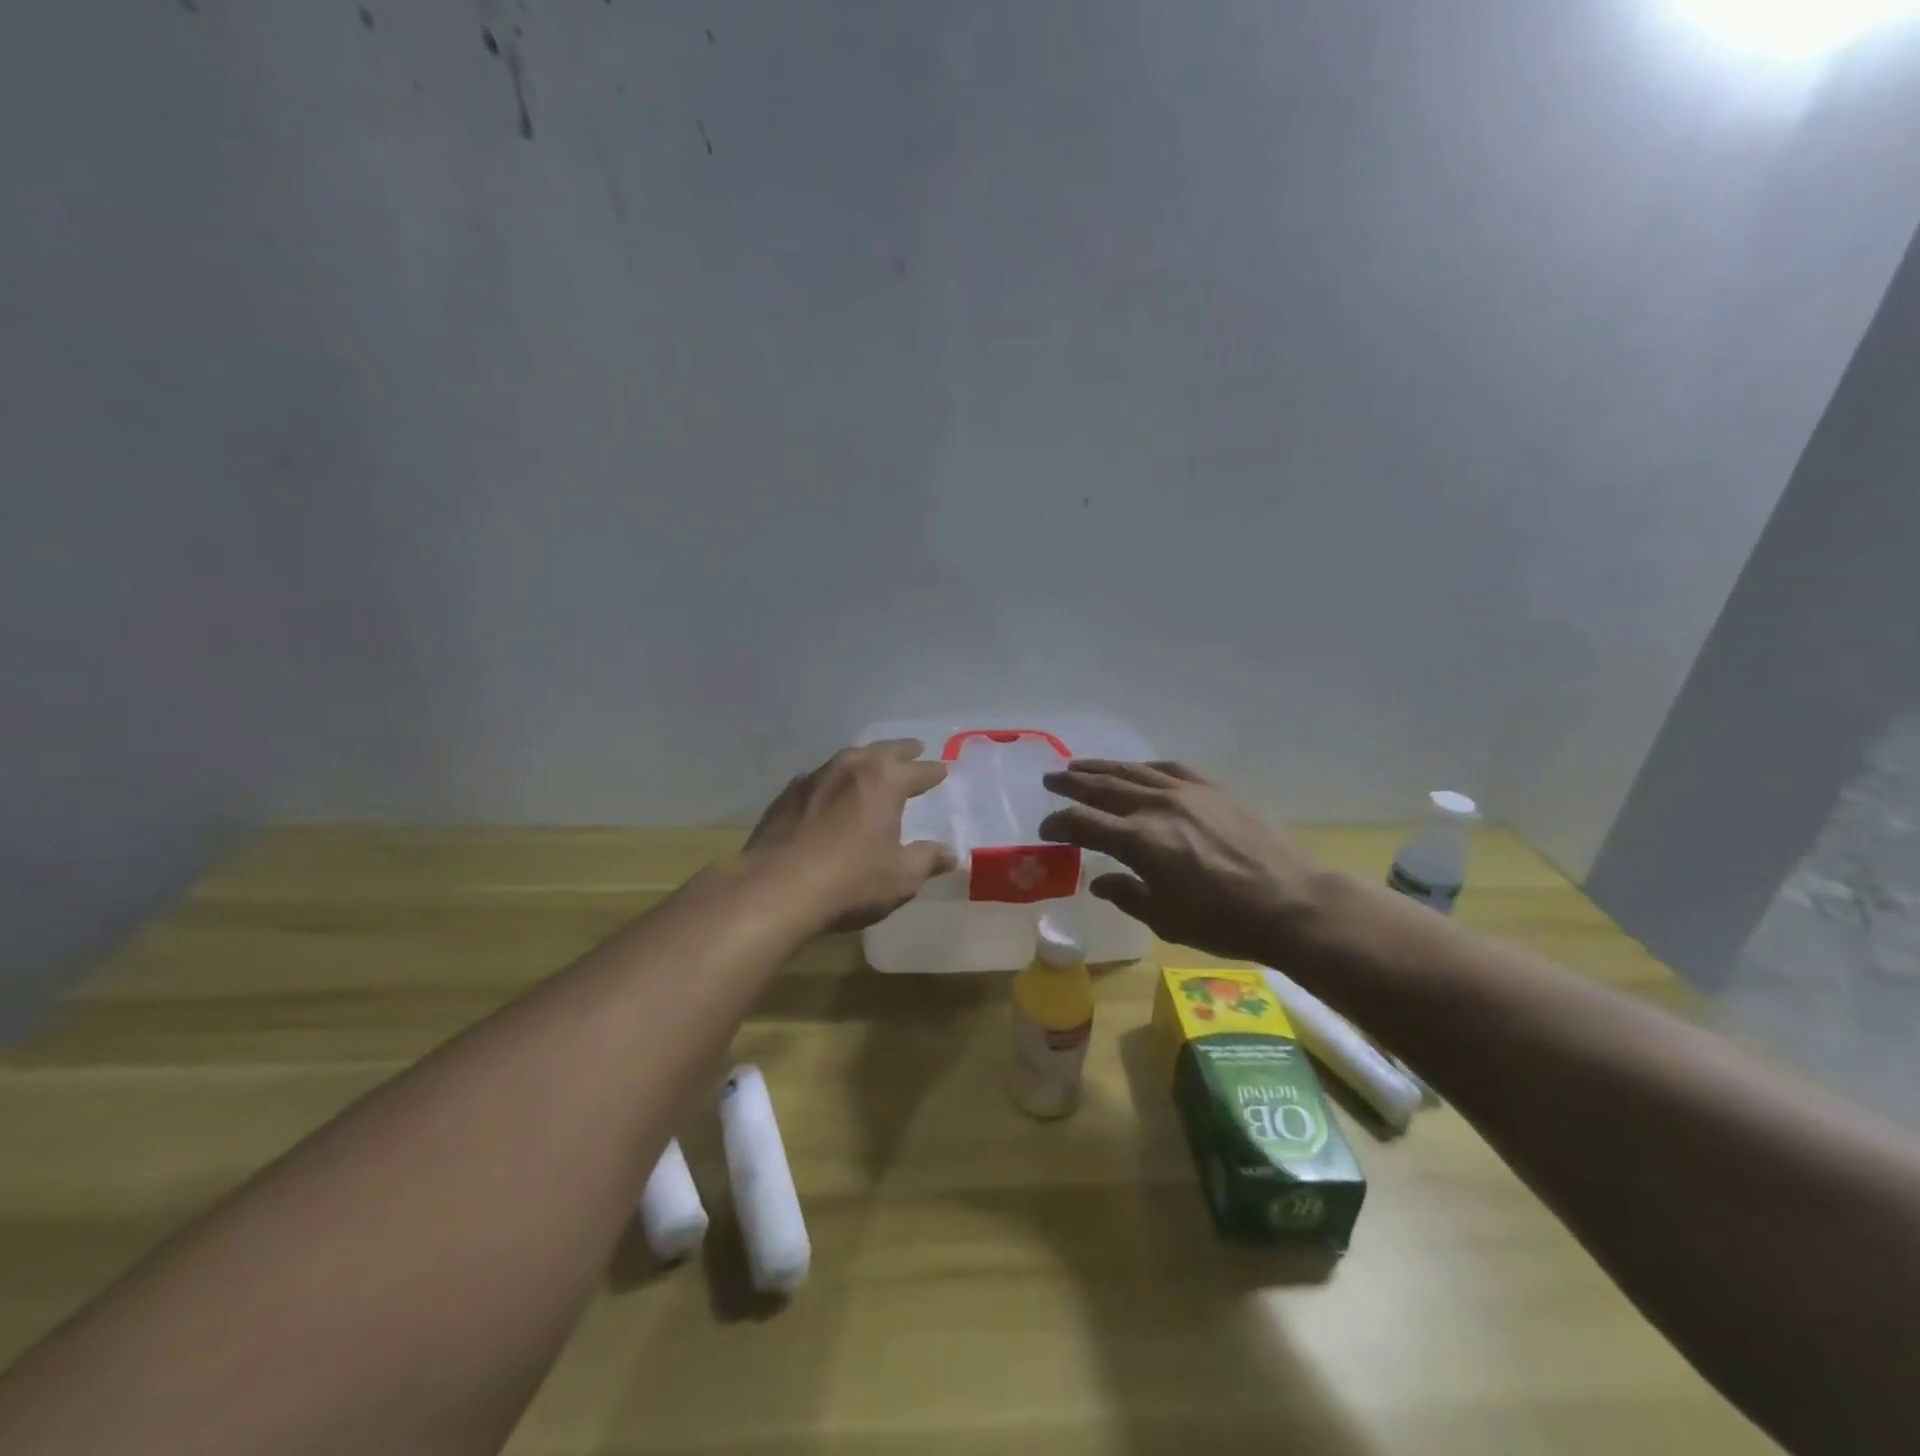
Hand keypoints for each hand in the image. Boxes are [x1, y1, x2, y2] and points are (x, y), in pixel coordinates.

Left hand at [746, 740, 957, 933]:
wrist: (775, 890)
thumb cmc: (850, 881)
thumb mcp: (901, 877)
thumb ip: (927, 859)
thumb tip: (950, 854)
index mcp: (885, 781)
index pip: (918, 770)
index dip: (933, 772)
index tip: (943, 770)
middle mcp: (850, 768)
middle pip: (883, 751)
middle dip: (902, 751)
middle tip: (915, 749)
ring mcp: (814, 778)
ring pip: (848, 759)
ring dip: (866, 760)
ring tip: (874, 765)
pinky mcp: (787, 795)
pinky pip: (820, 778)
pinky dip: (834, 780)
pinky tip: (832, 792)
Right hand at [1039, 760, 1326, 961]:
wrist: (1290, 902)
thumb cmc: (1223, 922)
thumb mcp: (1166, 919)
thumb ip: (1126, 895)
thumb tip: (1100, 882)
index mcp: (1139, 842)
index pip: (1083, 823)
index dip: (1058, 823)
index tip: (1045, 829)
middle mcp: (1156, 808)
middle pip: (1102, 787)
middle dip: (1071, 784)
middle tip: (1049, 780)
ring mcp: (1186, 793)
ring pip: (1132, 772)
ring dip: (1101, 768)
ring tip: (1079, 765)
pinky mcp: (1212, 789)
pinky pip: (1169, 768)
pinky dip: (1144, 767)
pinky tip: (1136, 769)